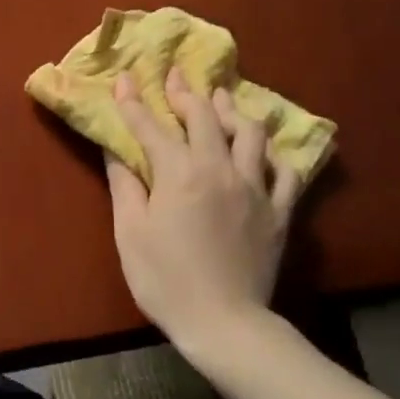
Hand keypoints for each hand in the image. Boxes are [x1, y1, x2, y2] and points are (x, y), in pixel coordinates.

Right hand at [105, 69, 299, 350]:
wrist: (223, 322)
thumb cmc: (164, 279)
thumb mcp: (130, 232)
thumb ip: (125, 183)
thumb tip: (115, 147)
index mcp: (180, 173)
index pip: (152, 127)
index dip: (134, 102)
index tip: (124, 79)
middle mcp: (221, 169)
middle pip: (205, 117)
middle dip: (185, 93)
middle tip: (174, 76)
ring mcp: (256, 188)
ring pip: (250, 133)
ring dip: (232, 111)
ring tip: (220, 100)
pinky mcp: (279, 211)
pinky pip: (285, 171)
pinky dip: (272, 155)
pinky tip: (262, 151)